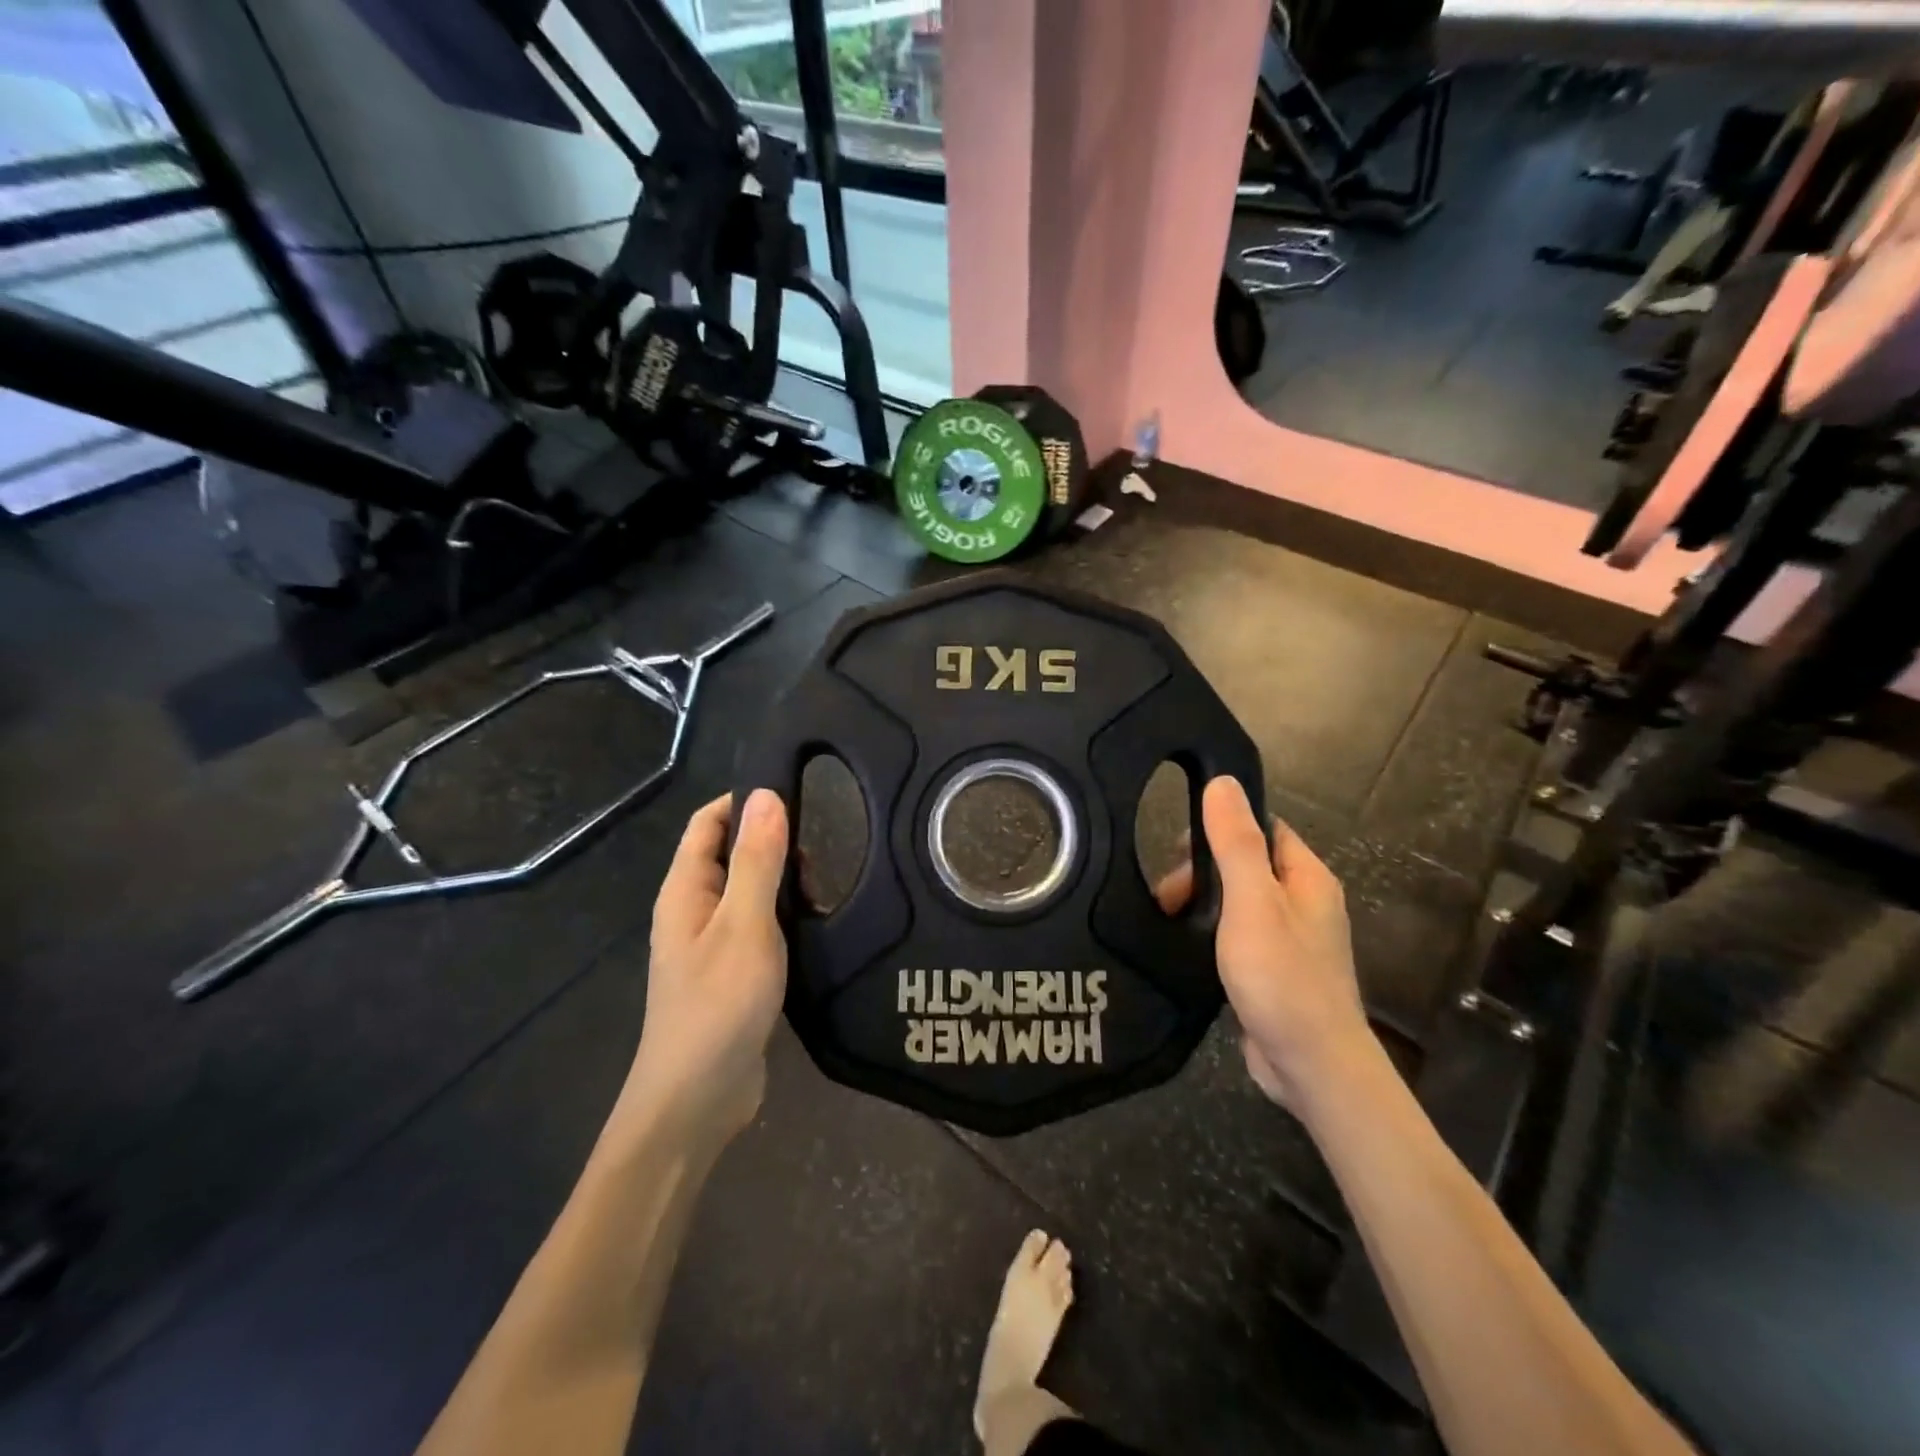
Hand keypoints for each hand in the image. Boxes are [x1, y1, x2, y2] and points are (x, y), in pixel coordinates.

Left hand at [622, 790, 789, 1140]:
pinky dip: (784, 916)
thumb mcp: (745, 924)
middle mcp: (693, 911)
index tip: (797, 794)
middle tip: (822, 849)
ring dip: (783, 882)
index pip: (708, 822)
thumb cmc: (718, 1004)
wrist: (697, 1100)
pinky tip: (816, 924)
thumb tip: (767, 794)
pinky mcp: (733, 974)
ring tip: (826, 885)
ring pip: (749, 892)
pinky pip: (759, 926)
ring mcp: (712, 945)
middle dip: (772, 842)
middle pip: (731, 854)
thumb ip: (758, 860)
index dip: (745, 801)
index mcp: (685, 890)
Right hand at [1155, 777, 1373, 1113]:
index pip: (1263, 828)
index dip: (1222, 827)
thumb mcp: (1252, 901)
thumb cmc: (1283, 975)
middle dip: (1203, 872)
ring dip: (1204, 904)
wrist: (1311, 1065)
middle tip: (1168, 894)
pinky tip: (1187, 947)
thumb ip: (1235, 842)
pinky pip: (1239, 935)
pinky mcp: (1276, 971)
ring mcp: (1292, 940)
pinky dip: (1212, 934)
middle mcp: (1305, 903)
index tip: (1179, 847)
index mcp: (1307, 877)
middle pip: (1247, 865)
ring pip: (1240, 902)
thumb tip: (1223, 782)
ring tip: (1168, 920)